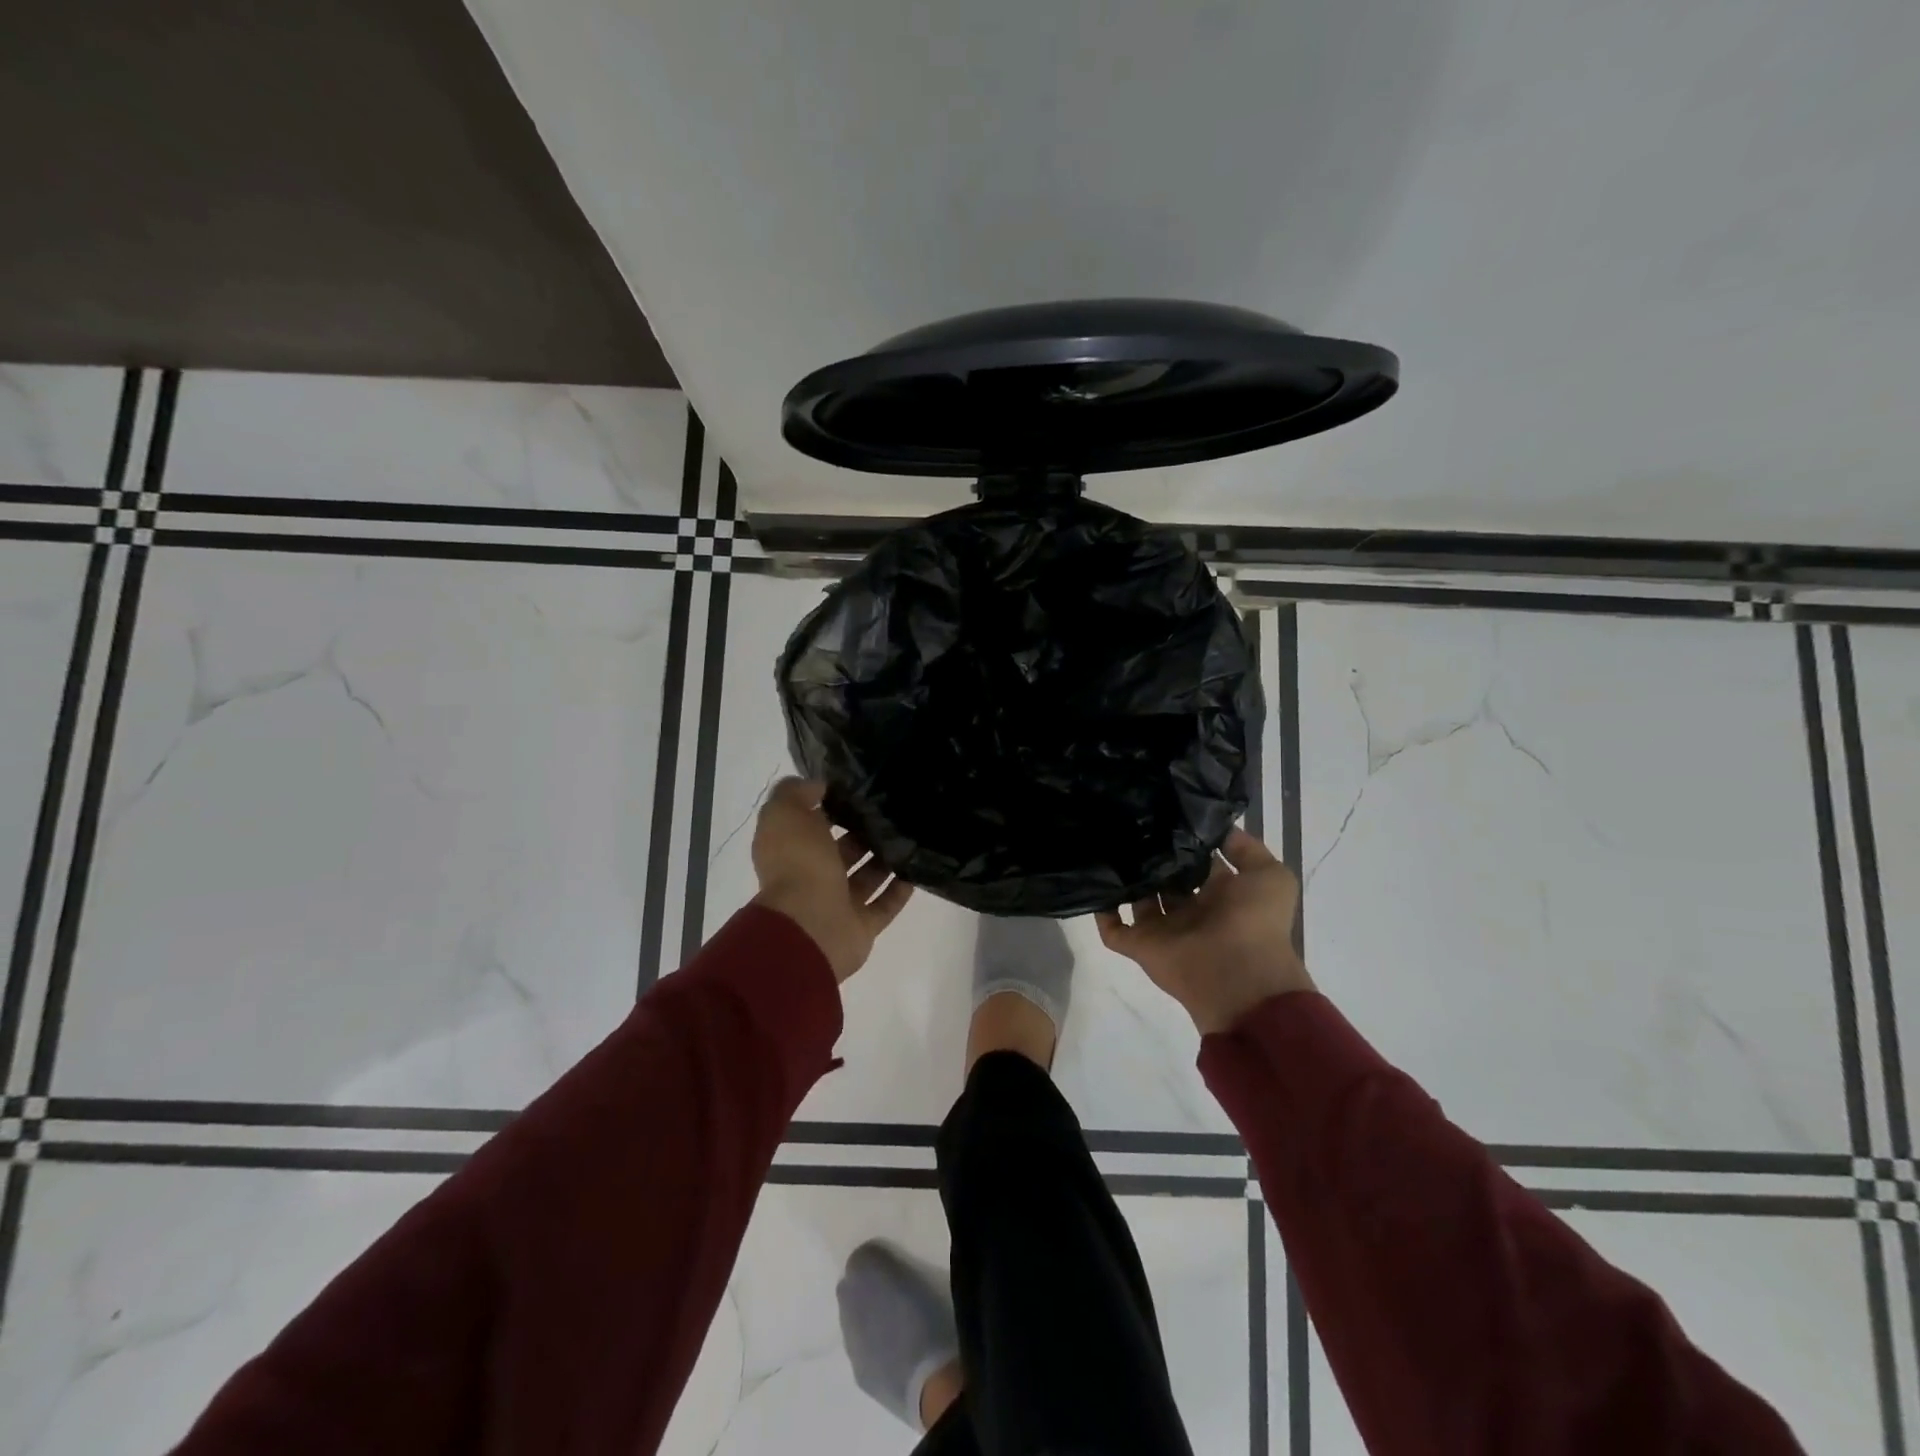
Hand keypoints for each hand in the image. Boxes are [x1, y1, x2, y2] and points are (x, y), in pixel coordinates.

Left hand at [751, 778, 912, 981]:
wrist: (810, 926)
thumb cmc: (798, 864)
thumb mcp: (785, 813)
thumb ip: (796, 793)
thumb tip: (818, 786)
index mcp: (790, 850)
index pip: (810, 823)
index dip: (830, 806)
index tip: (859, 788)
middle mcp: (811, 877)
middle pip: (840, 850)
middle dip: (863, 832)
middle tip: (893, 810)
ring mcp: (837, 904)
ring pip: (865, 877)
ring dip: (885, 859)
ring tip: (911, 835)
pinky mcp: (861, 927)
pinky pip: (884, 905)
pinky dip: (899, 889)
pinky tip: (917, 869)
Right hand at [1096, 828, 1314, 1034]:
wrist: (1240, 976)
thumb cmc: (1256, 922)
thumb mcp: (1270, 875)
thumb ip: (1247, 848)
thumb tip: (1217, 828)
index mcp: (1219, 894)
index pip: (1196, 861)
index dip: (1184, 840)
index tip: (1164, 812)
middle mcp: (1189, 909)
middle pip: (1163, 877)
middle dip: (1150, 854)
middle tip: (1130, 823)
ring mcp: (1163, 928)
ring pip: (1137, 898)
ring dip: (1124, 877)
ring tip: (1107, 842)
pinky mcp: (1140, 945)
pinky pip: (1113, 929)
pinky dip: (1101, 912)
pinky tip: (1093, 881)